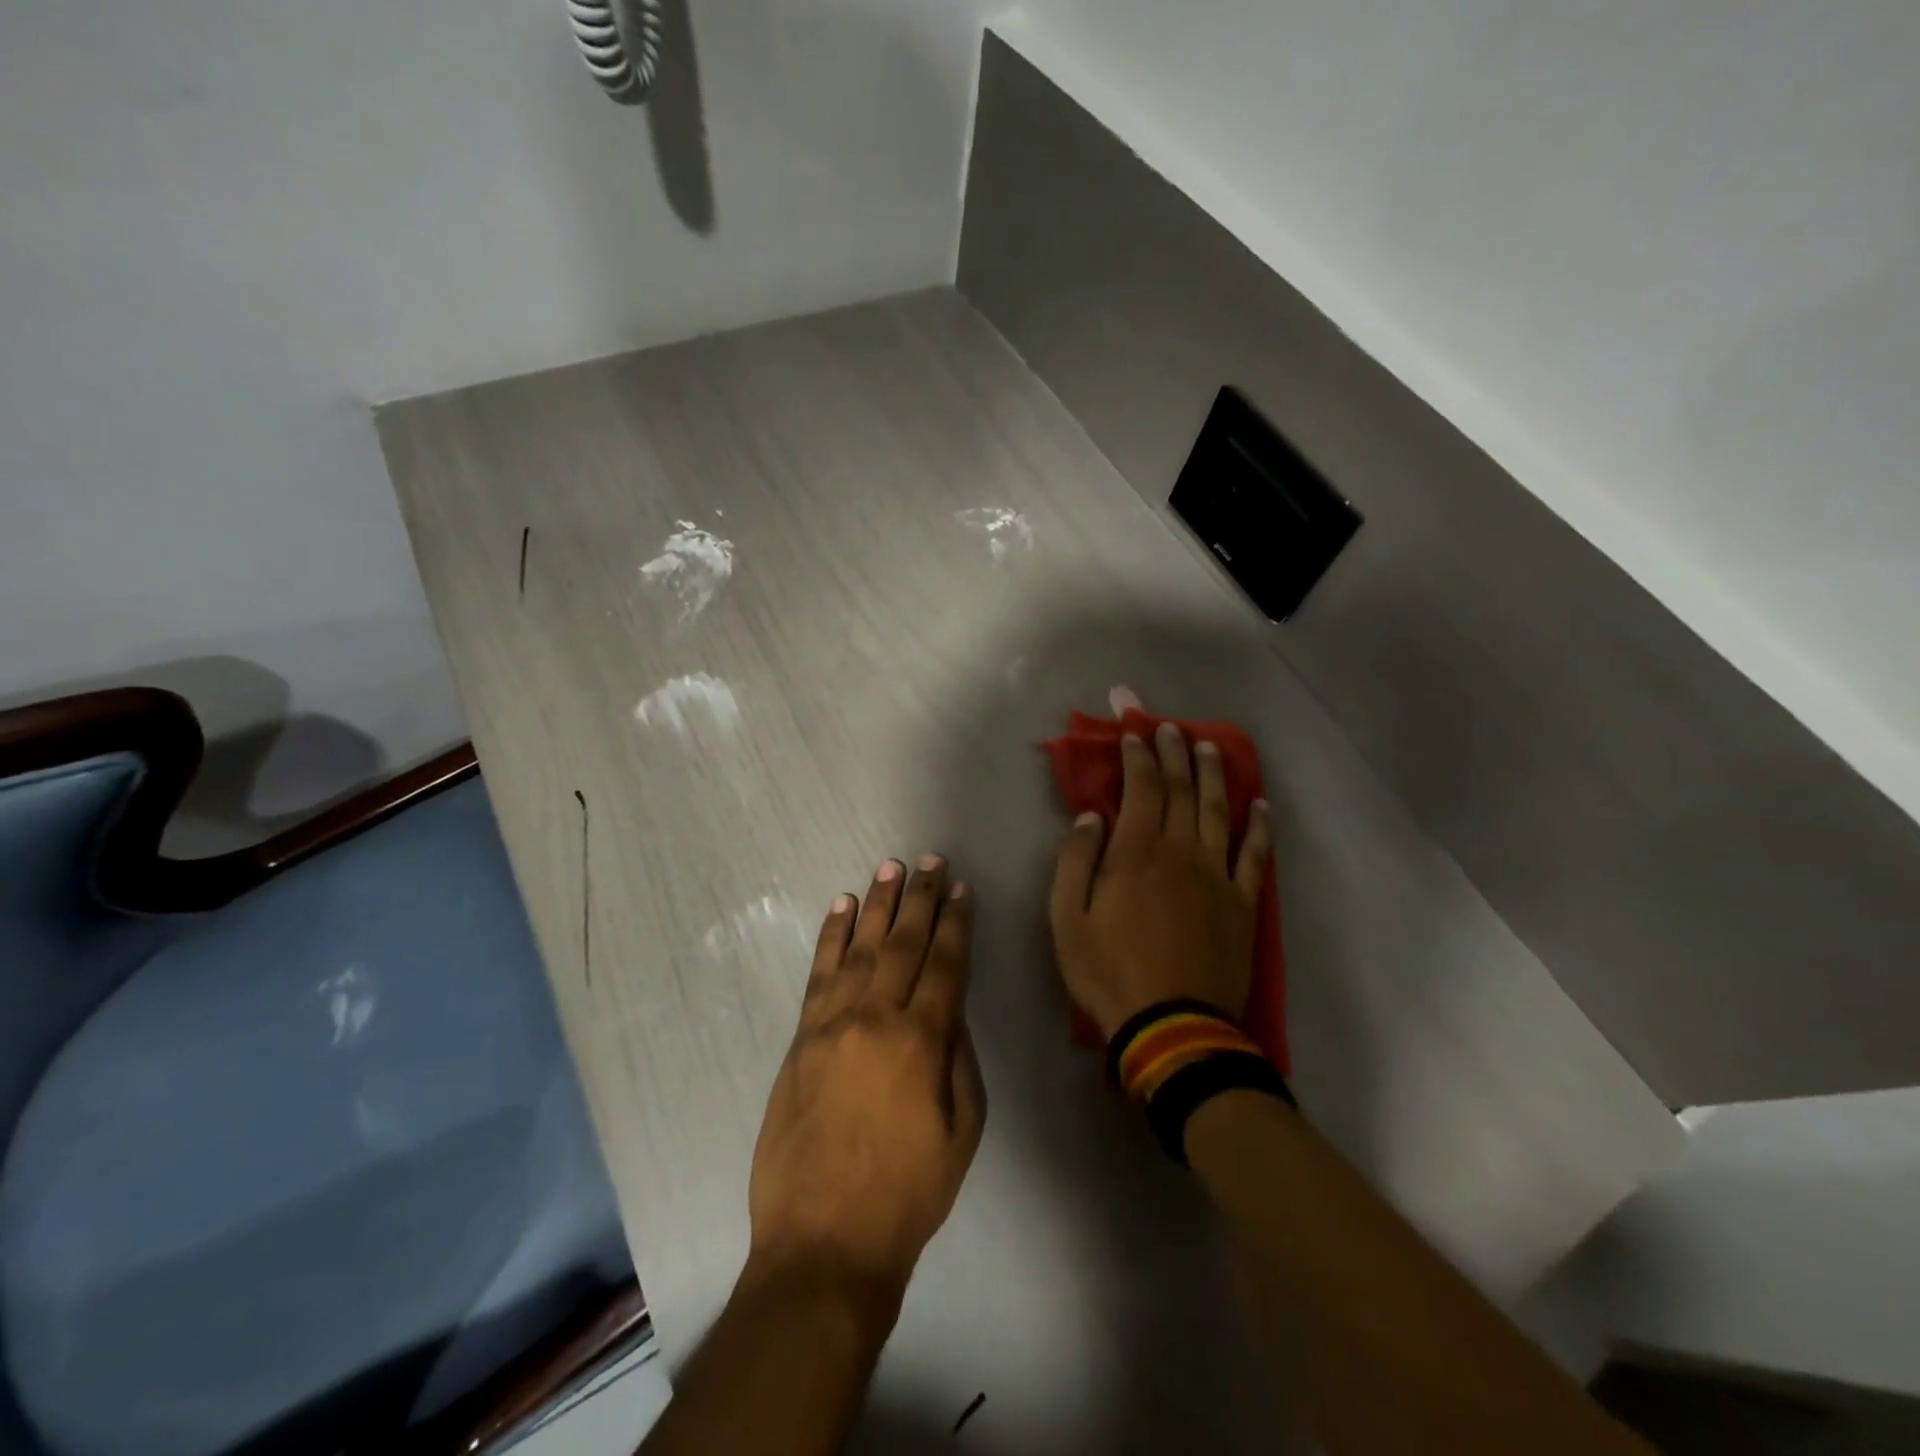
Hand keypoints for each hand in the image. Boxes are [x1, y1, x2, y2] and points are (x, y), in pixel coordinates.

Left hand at [748, 855, 986, 1306]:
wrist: (824, 1242)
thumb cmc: (908, 1193)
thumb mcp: (963, 1131)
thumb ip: (959, 1059)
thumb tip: (951, 1007)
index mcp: (922, 1042)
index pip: (945, 964)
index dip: (955, 923)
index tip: (960, 889)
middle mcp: (876, 1019)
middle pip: (903, 944)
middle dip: (920, 899)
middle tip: (929, 860)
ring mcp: (832, 1025)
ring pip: (860, 948)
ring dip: (876, 905)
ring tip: (889, 868)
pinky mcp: (801, 1038)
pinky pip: (818, 974)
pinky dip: (831, 936)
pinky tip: (841, 907)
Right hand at [1049, 722, 1272, 1038]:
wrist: (1172, 1027)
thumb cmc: (1109, 972)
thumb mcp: (1067, 919)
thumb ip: (1076, 861)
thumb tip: (1091, 817)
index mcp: (1136, 853)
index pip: (1141, 790)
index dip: (1138, 758)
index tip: (1135, 735)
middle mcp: (1181, 853)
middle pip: (1181, 791)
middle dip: (1175, 754)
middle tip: (1171, 727)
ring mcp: (1217, 877)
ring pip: (1219, 812)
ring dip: (1214, 776)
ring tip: (1211, 747)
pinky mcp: (1243, 904)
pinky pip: (1255, 856)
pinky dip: (1260, 828)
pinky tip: (1261, 806)